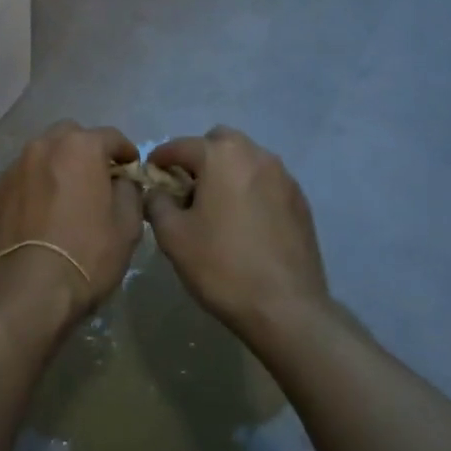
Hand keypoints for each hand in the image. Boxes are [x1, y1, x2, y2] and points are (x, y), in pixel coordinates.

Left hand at [0, 121, 142, 328]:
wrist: (28, 291)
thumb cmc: (87, 255)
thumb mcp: (127, 226)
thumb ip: (129, 191)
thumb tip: (122, 182)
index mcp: (79, 147)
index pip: (110, 136)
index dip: (126, 152)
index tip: (132, 169)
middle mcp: (43, 147)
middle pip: (70, 136)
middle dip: (86, 151)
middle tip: (96, 178)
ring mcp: (14, 168)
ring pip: (42, 155)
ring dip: (57, 166)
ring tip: (65, 196)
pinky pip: (22, 179)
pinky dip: (34, 187)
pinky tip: (40, 214)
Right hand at [145, 126, 329, 335]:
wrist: (286, 309)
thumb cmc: (221, 266)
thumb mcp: (172, 235)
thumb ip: (156, 202)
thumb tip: (157, 192)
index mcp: (221, 156)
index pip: (181, 146)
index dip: (160, 158)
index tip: (150, 174)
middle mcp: (256, 155)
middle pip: (219, 142)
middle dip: (199, 157)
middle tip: (186, 187)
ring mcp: (283, 177)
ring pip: (246, 159)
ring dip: (227, 171)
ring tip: (215, 205)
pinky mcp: (301, 202)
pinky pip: (266, 182)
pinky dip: (250, 189)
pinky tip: (243, 222)